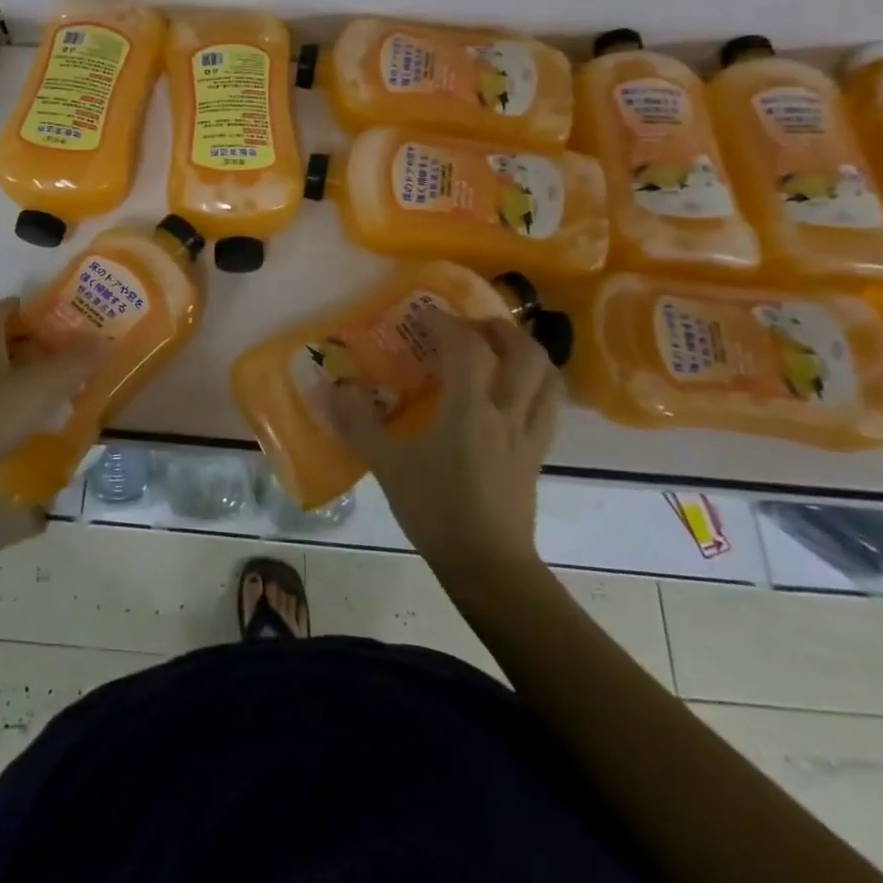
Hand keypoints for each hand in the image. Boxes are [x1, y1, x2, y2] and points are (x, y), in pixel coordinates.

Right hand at [328, 308, 559, 565]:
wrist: (488, 567)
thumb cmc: (436, 511)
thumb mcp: (388, 467)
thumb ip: (358, 424)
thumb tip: (334, 388)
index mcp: (470, 409)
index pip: (468, 347)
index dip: (448, 323)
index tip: (426, 315)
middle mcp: (507, 412)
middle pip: (524, 353)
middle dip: (499, 329)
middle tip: (472, 327)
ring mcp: (529, 434)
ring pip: (546, 377)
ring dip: (525, 352)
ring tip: (499, 350)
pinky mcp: (538, 456)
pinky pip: (548, 406)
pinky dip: (536, 385)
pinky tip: (513, 393)